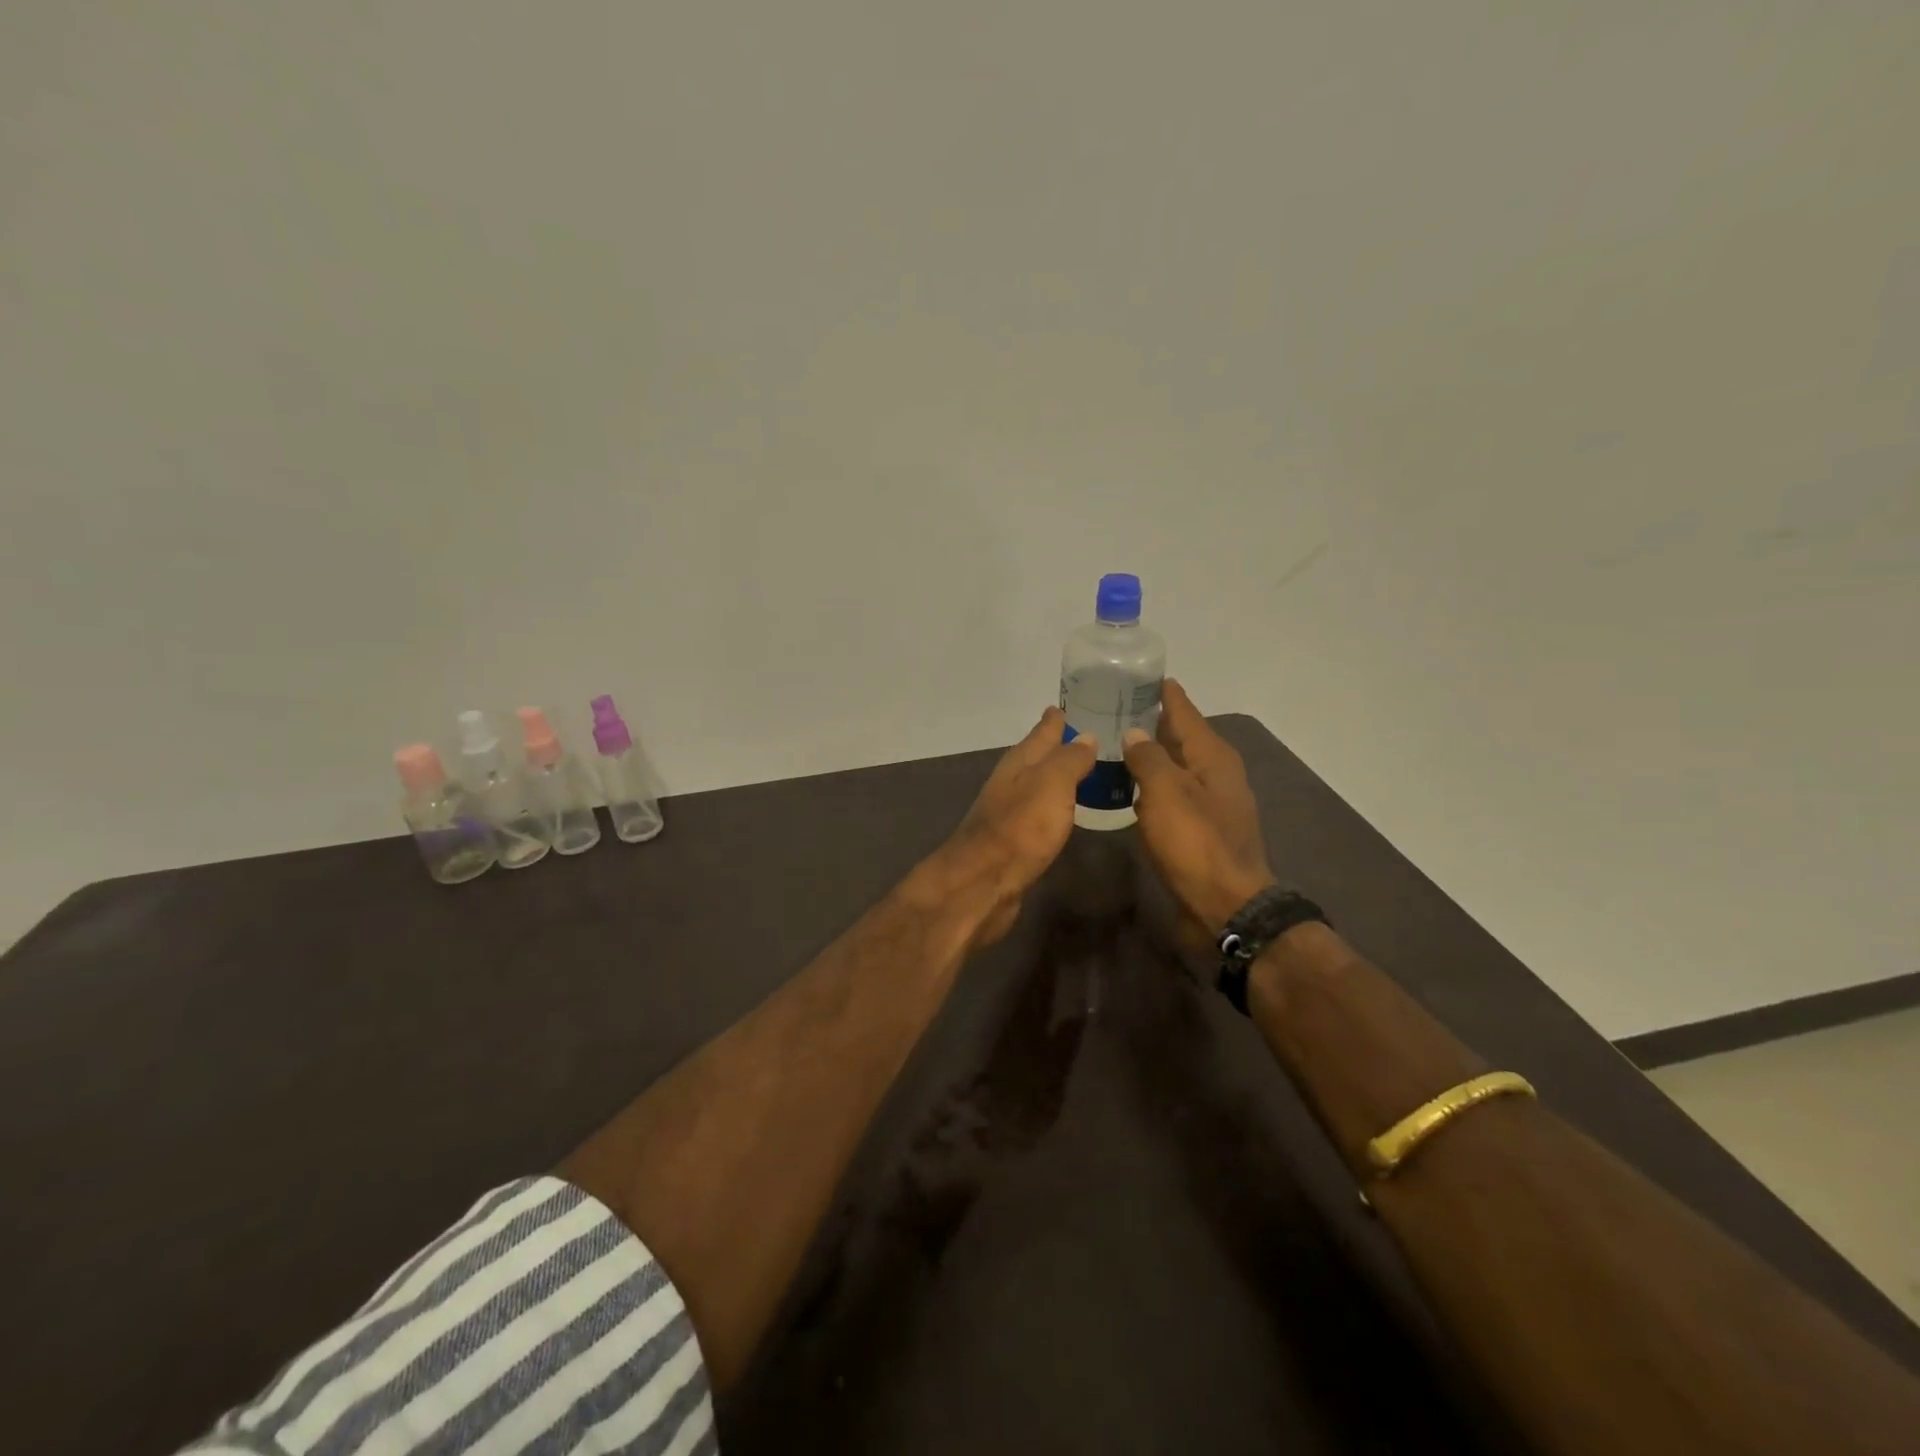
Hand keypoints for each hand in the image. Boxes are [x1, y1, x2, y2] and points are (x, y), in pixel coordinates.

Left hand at [917, 707, 1097, 948]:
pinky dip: (1055, 805)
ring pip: (1038, 784)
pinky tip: (1065, 811)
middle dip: (1058, 746)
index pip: (1041, 732)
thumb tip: (1086, 736)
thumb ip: (1070, 760)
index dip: (1055, 720)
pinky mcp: (1014, 840)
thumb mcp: (1052, 784)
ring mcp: (1010, 811)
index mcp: (1019, 762)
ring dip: (1058, 776)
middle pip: (1037, 757)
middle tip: (1087, 737)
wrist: (984, 882)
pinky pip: (1040, 812)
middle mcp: (1012, 782)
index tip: (1066, 705)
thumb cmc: (1020, 827)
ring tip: (1084, 771)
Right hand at [1123, 679, 1275, 936]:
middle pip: (1181, 738)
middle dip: (1153, 722)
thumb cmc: (1196, 843)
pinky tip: (1129, 789)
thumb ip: (1148, 758)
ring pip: (1175, 768)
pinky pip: (1171, 796)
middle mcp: (1215, 774)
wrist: (1226, 906)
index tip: (1145, 675)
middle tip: (1115, 708)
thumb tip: (1134, 733)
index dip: (1166, 694)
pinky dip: (1152, 787)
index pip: (1185, 712)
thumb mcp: (1166, 793)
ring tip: (1116, 744)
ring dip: (1151, 756)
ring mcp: (1210, 804)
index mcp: (1213, 757)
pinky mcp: (1200, 830)